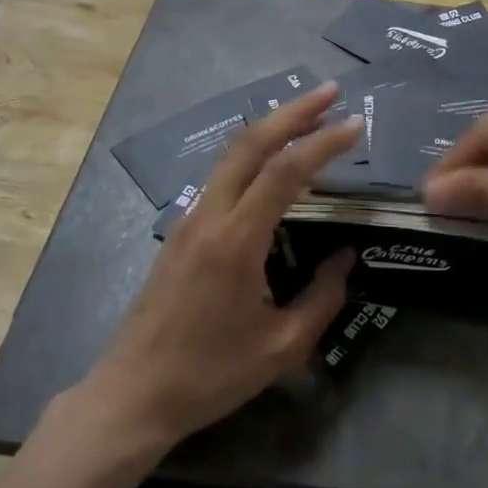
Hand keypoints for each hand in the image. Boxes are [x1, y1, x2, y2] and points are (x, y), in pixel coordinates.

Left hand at [85, 84, 361, 450]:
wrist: (132, 394)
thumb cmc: (209, 375)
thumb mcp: (281, 348)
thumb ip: (322, 298)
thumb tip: (346, 258)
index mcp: (235, 241)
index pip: (284, 171)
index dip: (322, 143)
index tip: (355, 126)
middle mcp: (209, 216)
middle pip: (250, 142)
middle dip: (292, 111)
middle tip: (331, 93)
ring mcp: (189, 219)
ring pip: (231, 154)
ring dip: (271, 128)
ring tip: (308, 117)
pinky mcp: (180, 230)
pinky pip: (221, 176)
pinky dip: (252, 155)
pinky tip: (272, 163)